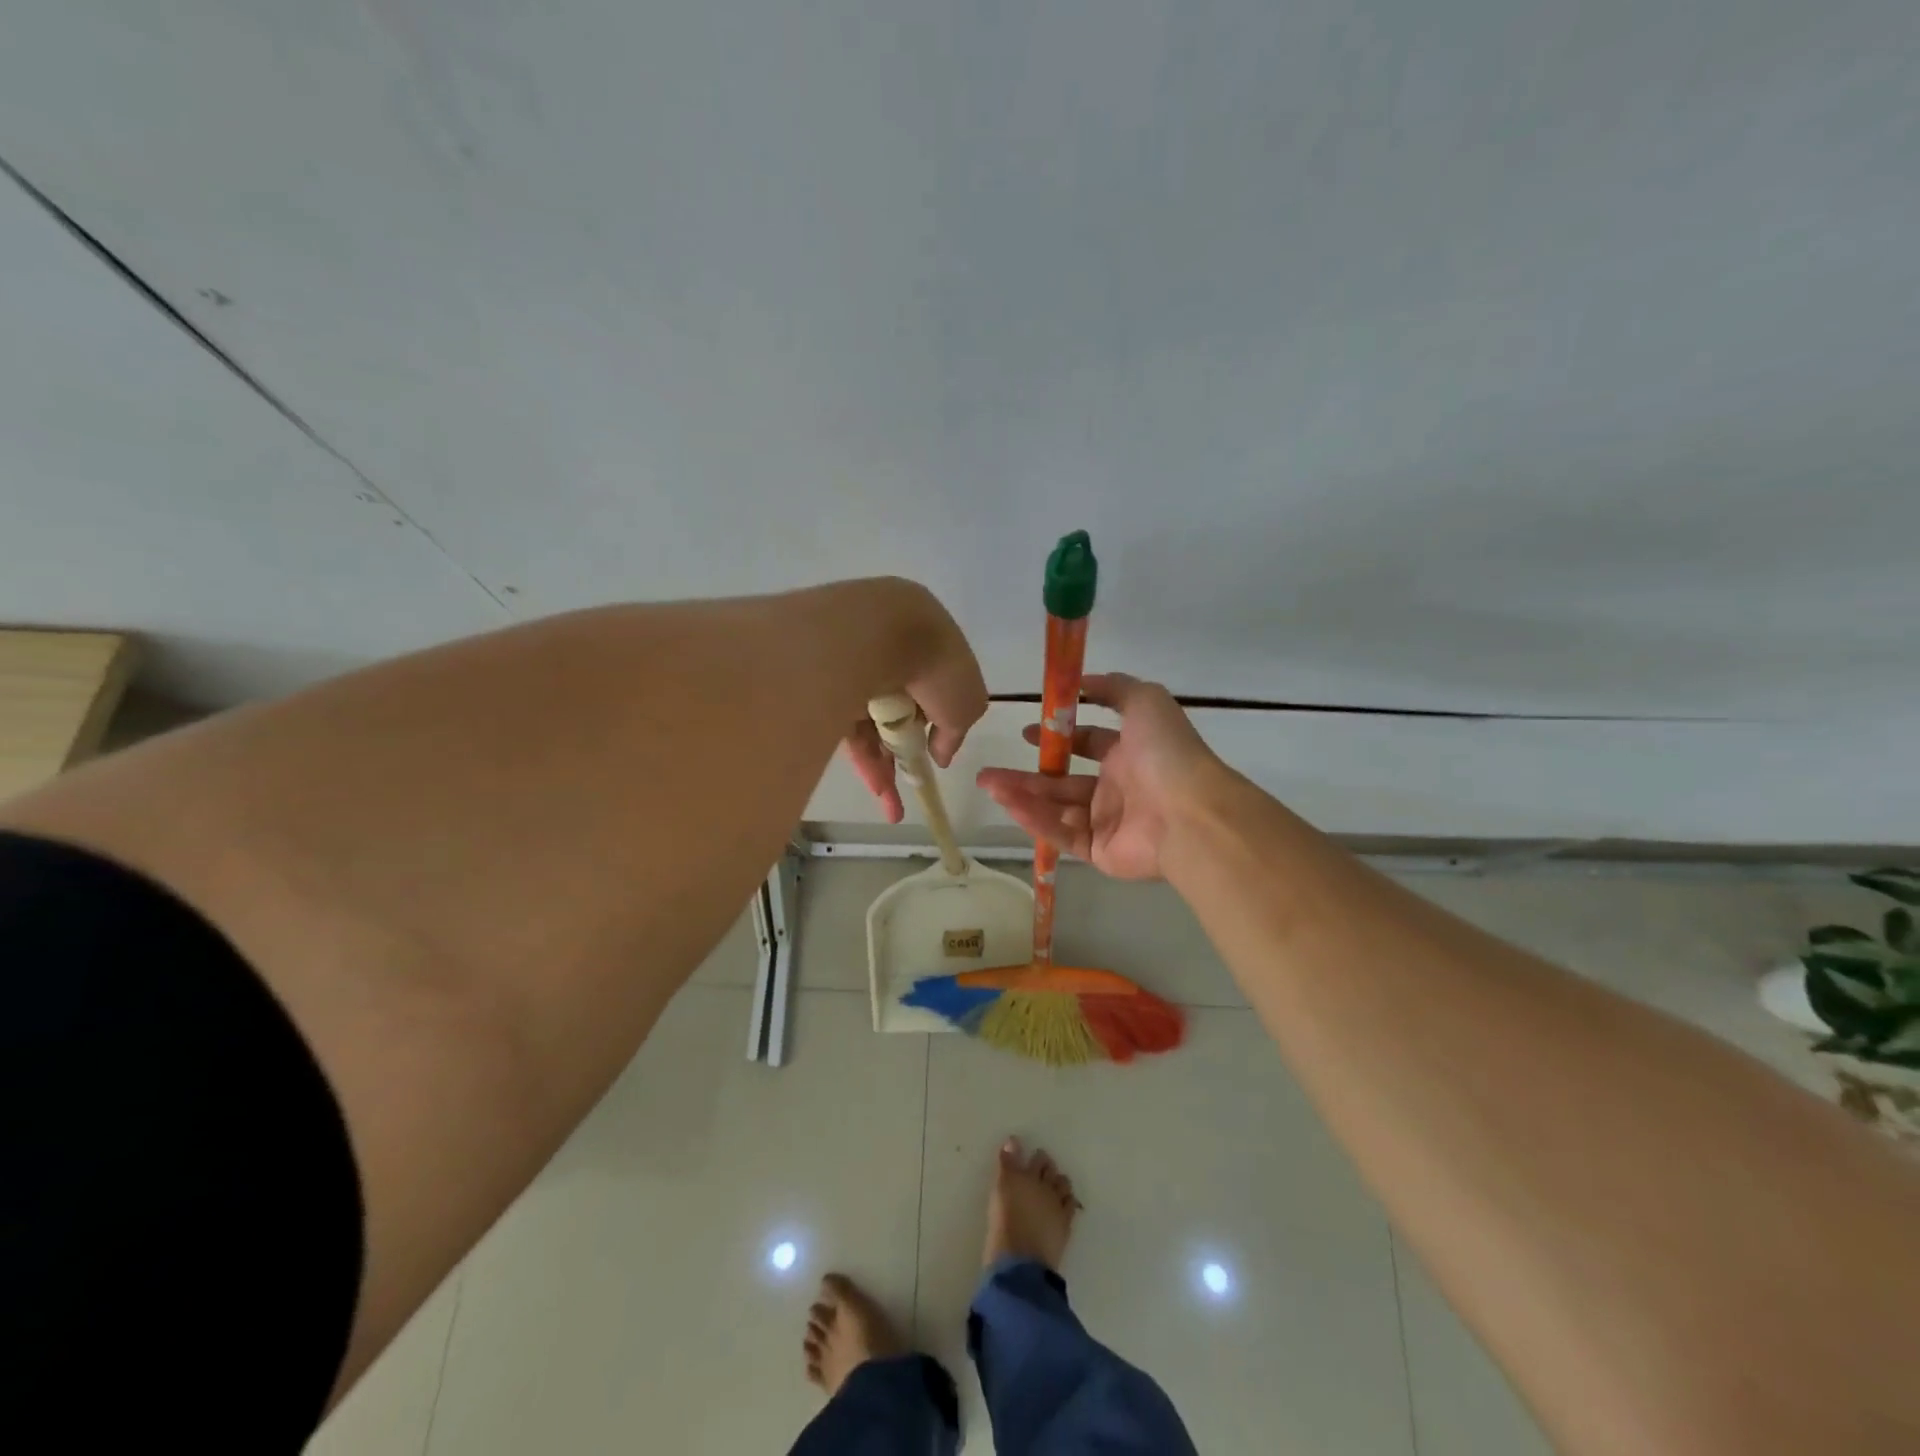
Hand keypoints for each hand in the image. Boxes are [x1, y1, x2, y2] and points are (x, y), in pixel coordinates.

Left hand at [835, 579, 988, 822]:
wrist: (874, 635)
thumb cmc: (936, 666)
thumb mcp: (967, 705)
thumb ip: (955, 734)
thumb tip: (940, 755)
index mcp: (927, 651)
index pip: (931, 695)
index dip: (935, 728)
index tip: (936, 754)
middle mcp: (889, 660)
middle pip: (898, 716)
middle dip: (904, 756)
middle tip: (912, 789)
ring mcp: (854, 676)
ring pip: (871, 729)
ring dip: (884, 770)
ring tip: (892, 810)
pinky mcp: (825, 695)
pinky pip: (848, 734)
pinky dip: (864, 764)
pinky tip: (878, 792)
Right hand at [976, 672, 1217, 879]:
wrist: (1190, 814)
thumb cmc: (1167, 753)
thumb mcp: (1146, 701)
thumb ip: (1113, 688)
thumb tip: (1080, 683)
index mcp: (1129, 754)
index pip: (1088, 745)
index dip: (1058, 738)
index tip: (1028, 733)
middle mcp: (1117, 788)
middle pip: (1063, 781)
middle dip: (1027, 775)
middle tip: (991, 771)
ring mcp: (1107, 822)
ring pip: (1056, 808)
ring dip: (1021, 795)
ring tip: (988, 784)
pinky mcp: (1099, 852)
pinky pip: (1061, 834)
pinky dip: (1035, 819)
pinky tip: (1009, 804)